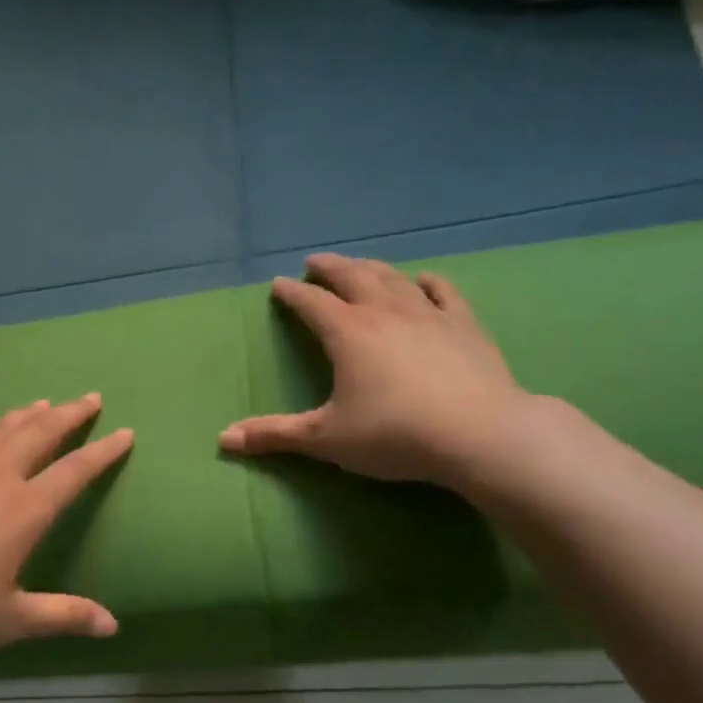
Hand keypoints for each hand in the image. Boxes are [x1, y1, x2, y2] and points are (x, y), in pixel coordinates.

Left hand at [0, 395, 133, 662]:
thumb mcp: (10, 620)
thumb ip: (63, 615)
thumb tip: (113, 625)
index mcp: (24, 510)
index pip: (75, 471)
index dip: (104, 451)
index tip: (125, 432)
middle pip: (41, 433)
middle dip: (70, 414)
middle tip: (90, 398)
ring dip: (26, 415)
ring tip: (42, 405)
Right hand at [218, 254, 530, 490]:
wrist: (479, 435)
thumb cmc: (395, 434)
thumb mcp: (327, 438)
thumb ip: (275, 435)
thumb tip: (223, 439)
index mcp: (347, 333)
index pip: (310, 303)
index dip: (291, 293)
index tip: (278, 285)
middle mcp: (384, 311)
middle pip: (350, 277)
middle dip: (328, 268)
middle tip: (314, 263)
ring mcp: (427, 314)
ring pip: (392, 278)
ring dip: (370, 268)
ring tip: (358, 265)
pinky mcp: (464, 325)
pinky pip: (442, 292)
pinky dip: (426, 282)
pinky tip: (422, 280)